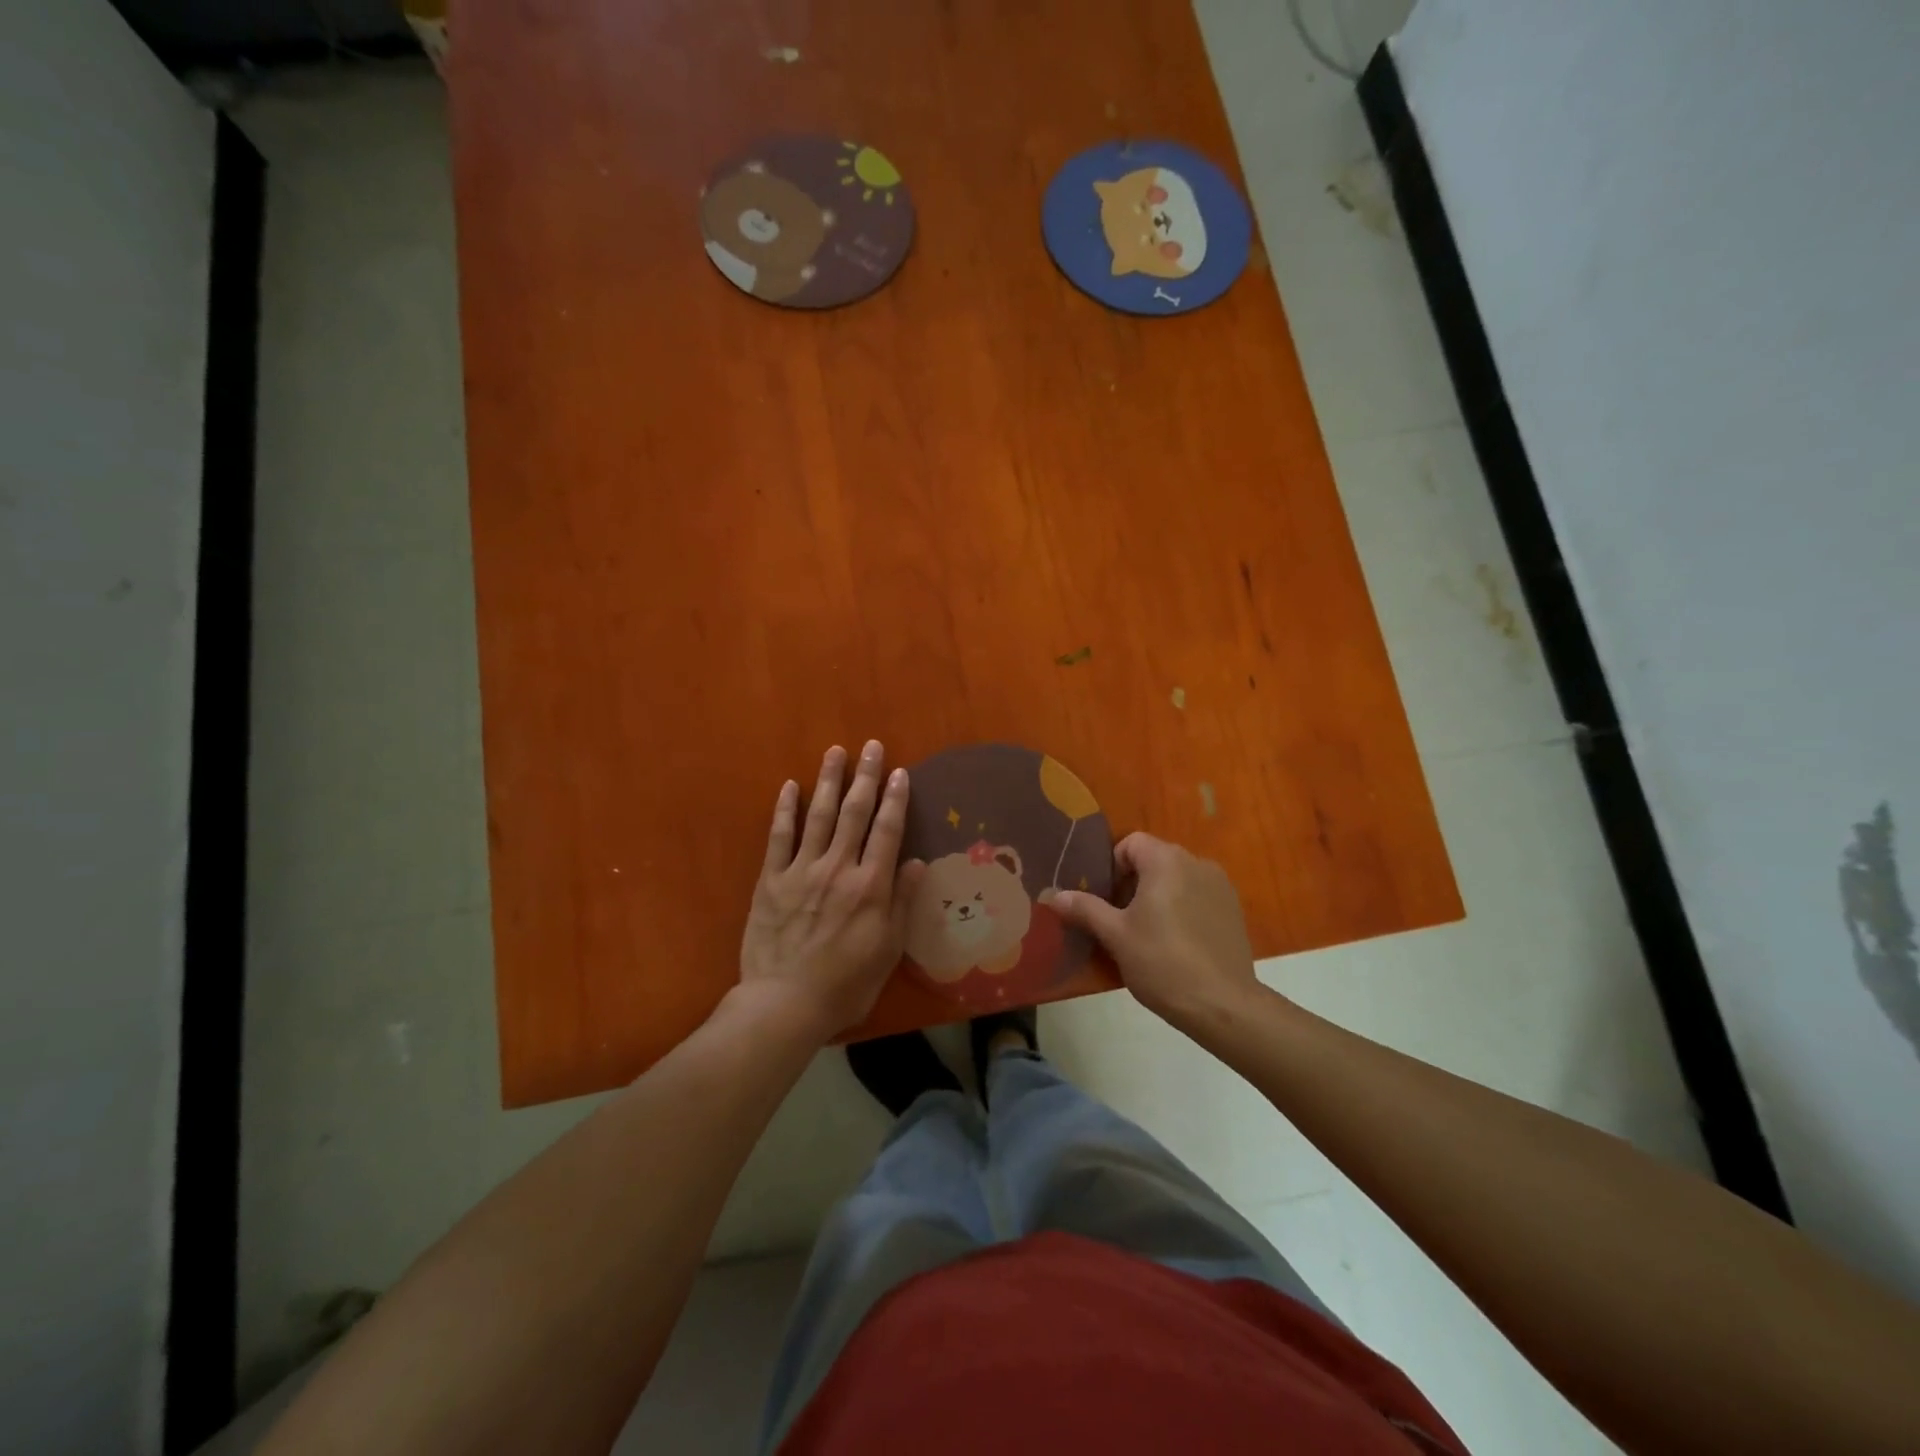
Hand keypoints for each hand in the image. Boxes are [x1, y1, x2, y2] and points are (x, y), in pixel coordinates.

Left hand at [737, 742, 924, 1040]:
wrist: (784, 1003)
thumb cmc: (845, 984)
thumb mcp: (888, 950)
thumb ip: (901, 903)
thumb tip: (915, 862)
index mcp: (870, 886)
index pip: (887, 831)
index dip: (895, 799)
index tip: (900, 772)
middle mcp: (838, 868)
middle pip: (855, 813)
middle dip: (865, 777)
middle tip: (871, 746)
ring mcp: (801, 870)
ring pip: (819, 815)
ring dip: (829, 781)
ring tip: (835, 751)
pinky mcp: (771, 880)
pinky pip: (779, 837)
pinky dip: (785, 810)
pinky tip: (790, 786)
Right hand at [1051, 832, 1260, 1031]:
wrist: (1222, 1005)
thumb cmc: (1162, 962)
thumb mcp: (1115, 935)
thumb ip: (1084, 909)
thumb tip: (1053, 896)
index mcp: (1166, 861)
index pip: (1131, 843)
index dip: (1112, 867)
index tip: (1105, 901)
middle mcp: (1196, 863)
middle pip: (1154, 859)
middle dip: (1132, 883)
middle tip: (1120, 920)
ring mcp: (1220, 886)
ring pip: (1177, 879)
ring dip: (1158, 896)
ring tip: (1147, 933)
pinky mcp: (1233, 909)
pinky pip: (1198, 896)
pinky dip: (1182, 908)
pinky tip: (1176, 943)